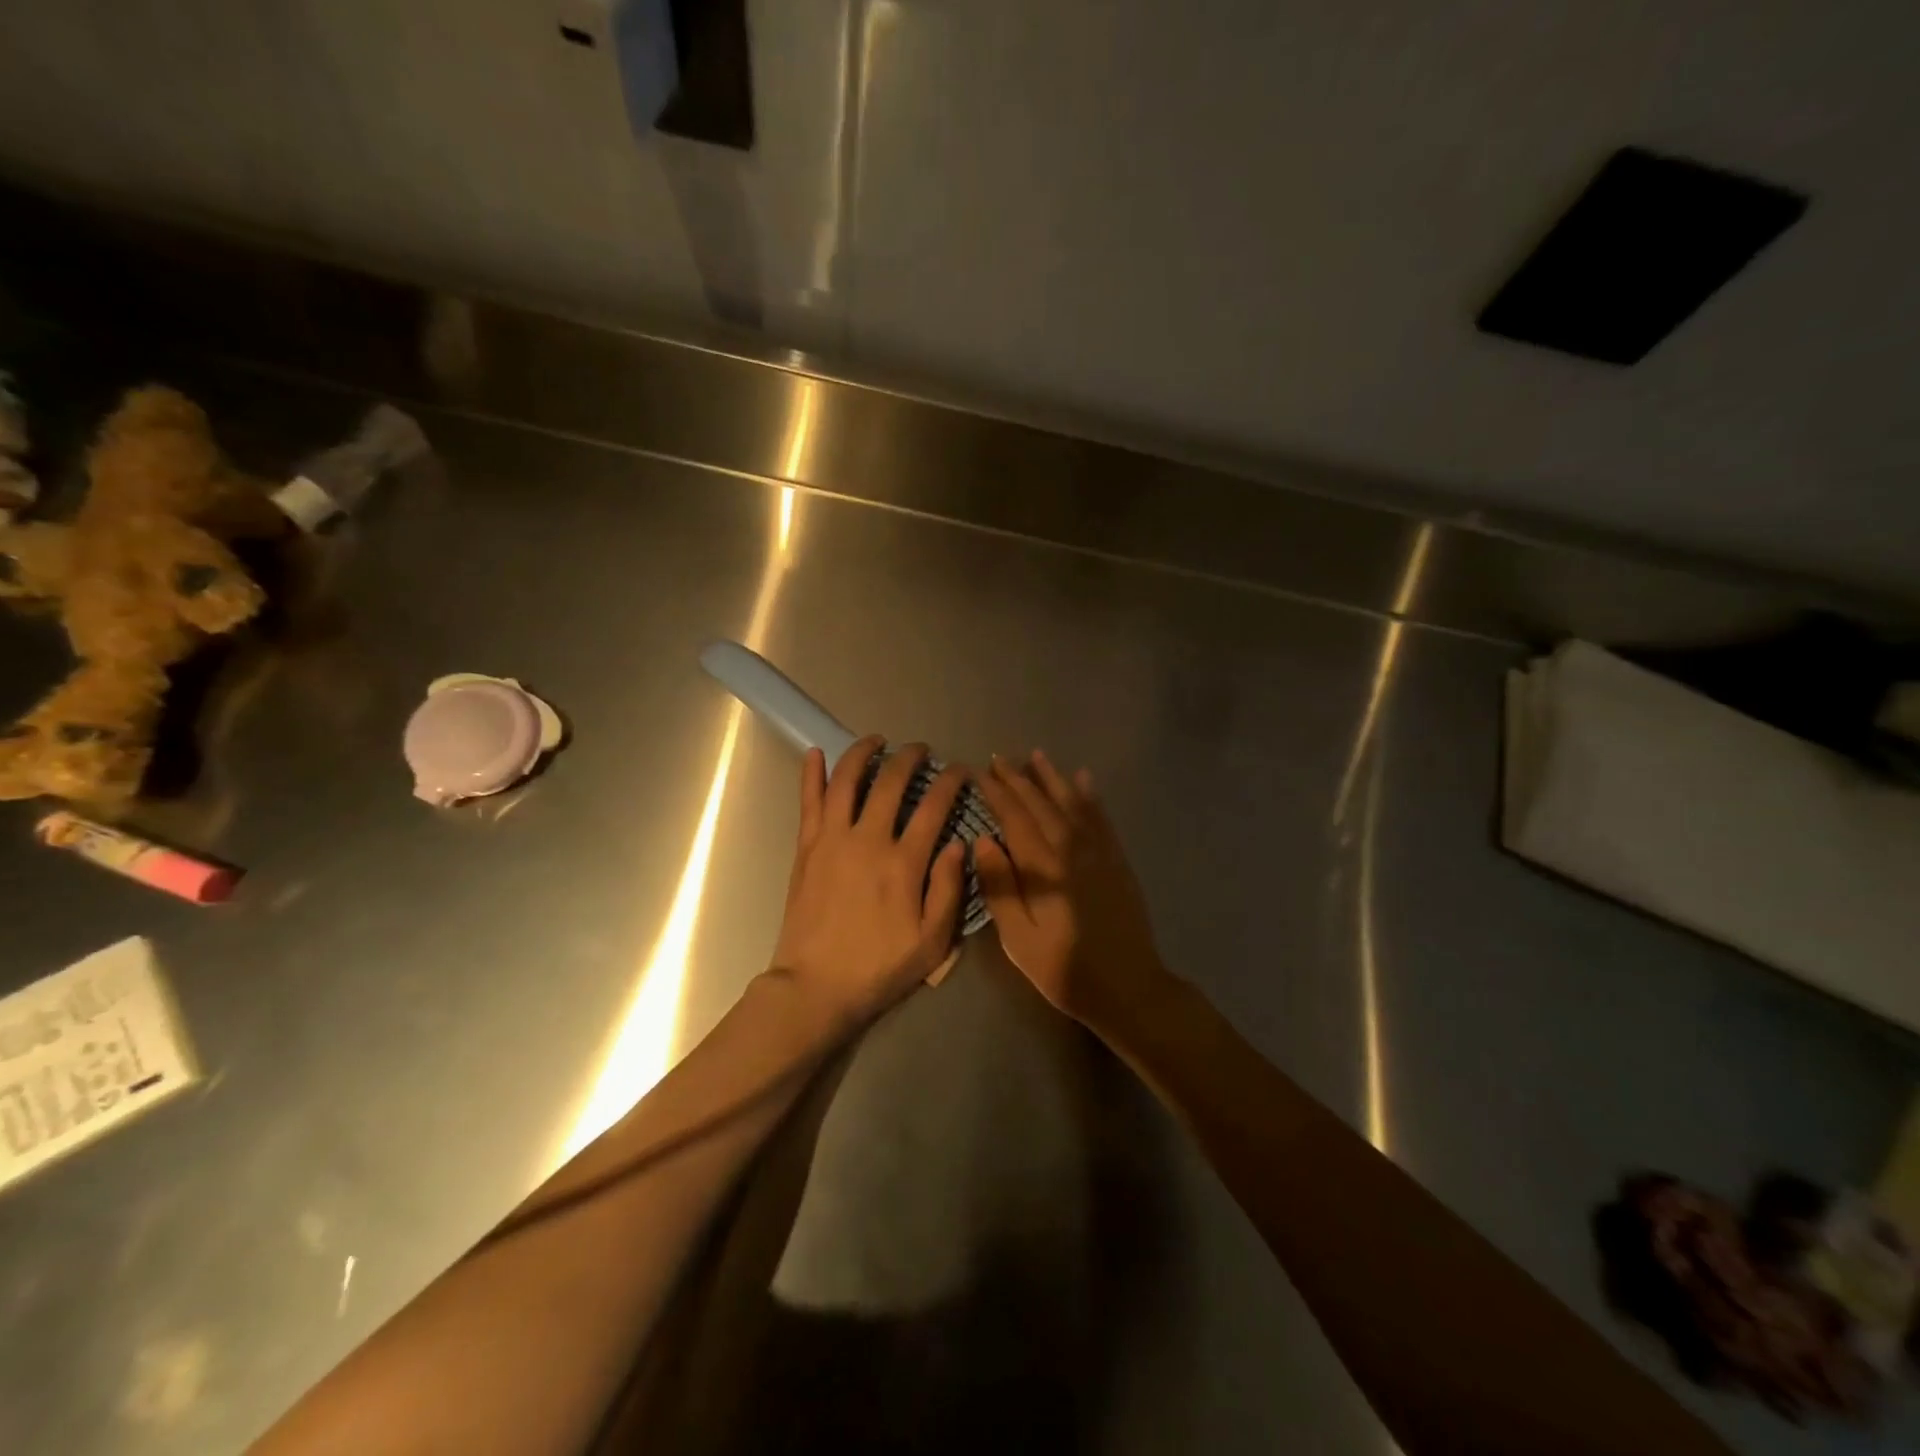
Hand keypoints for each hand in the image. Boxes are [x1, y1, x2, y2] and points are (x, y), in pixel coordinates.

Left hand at [768, 736, 968, 1029]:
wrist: (815, 987)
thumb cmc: (879, 968)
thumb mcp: (932, 942)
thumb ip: (948, 889)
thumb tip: (958, 843)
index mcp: (903, 863)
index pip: (933, 807)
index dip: (951, 783)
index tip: (961, 770)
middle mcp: (868, 840)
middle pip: (891, 783)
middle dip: (910, 758)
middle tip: (921, 749)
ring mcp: (832, 840)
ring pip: (847, 781)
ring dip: (863, 753)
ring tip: (877, 740)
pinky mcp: (807, 848)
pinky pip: (809, 802)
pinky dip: (813, 774)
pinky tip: (816, 752)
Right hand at [974, 750, 1166, 1030]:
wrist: (1128, 988)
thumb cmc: (1064, 968)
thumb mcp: (1019, 939)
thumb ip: (1001, 887)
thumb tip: (983, 841)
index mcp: (1044, 867)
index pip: (1015, 818)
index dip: (996, 794)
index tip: (979, 773)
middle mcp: (1072, 849)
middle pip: (1041, 805)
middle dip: (1018, 780)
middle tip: (999, 759)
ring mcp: (1099, 852)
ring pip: (1071, 803)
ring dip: (1052, 778)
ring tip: (1036, 755)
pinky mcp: (1117, 860)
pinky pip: (1101, 818)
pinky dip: (1090, 796)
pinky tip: (1083, 779)